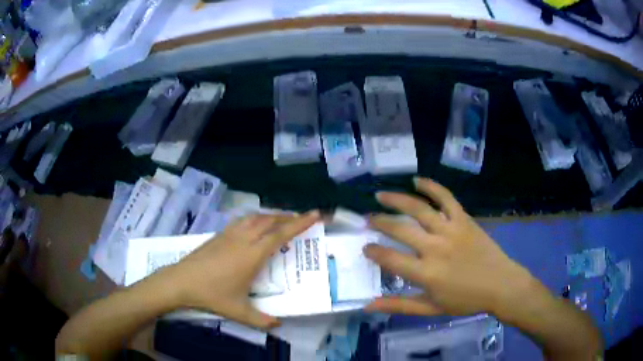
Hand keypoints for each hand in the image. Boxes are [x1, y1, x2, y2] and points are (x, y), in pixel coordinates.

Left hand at [158, 211, 319, 328]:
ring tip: (281, 220)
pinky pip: (242, 220)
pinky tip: (254, 225)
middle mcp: (243, 239)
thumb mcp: (239, 311)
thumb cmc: (212, 295)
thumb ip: (261, 320)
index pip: (280, 234)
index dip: (299, 223)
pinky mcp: (219, 234)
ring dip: (271, 215)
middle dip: (288, 217)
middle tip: (301, 218)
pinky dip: (255, 218)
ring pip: (255, 217)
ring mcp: (229, 234)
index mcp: (252, 255)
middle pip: (270, 220)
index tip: (314, 214)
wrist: (181, 281)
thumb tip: (279, 325)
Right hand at [364, 177, 533, 316]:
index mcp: (426, 273)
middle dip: (379, 221)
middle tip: (368, 218)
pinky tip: (417, 180)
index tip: (365, 246)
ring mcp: (451, 230)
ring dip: (397, 200)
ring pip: (419, 209)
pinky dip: (431, 186)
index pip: (390, 258)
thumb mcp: (431, 308)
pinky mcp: (464, 219)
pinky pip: (446, 198)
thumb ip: (399, 305)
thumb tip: (368, 304)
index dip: (373, 251)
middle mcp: (435, 248)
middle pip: (400, 229)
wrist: (501, 285)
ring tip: (381, 195)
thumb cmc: (465, 300)